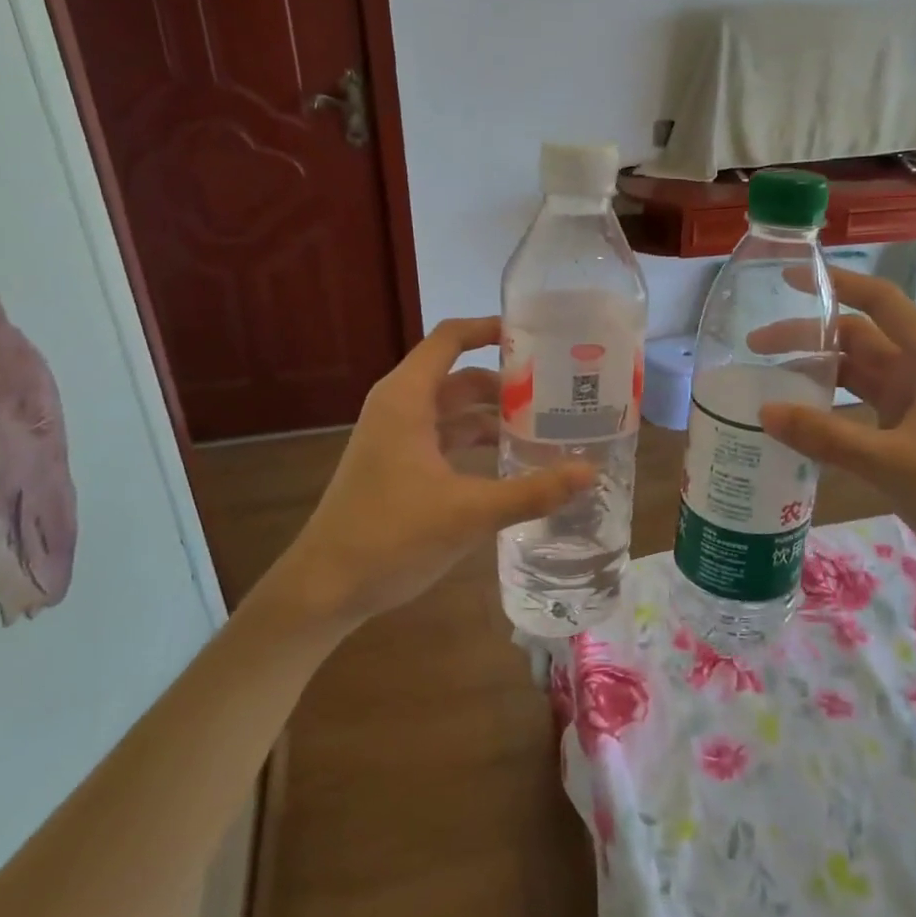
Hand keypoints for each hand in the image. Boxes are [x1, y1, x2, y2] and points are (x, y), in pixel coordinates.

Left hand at [270, 318, 592, 630]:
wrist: (325, 588)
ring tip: (545, 426)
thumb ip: (532, 491)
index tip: (535, 334)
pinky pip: (445, 437)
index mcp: (407, 398)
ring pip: (453, 410)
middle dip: (506, 382)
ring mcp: (396, 437)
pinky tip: (510, 461)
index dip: (489, 328)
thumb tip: (591, 472)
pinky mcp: (397, 465)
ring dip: (493, 415)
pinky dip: (476, 441)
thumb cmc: (391, 537)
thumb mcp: (469, 512)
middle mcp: (400, 407)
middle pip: (459, 376)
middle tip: (557, 390)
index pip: (450, 339)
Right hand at [755, 269, 915, 593]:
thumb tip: (764, 412)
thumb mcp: (894, 462)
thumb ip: (827, 436)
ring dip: (814, 373)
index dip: (837, 283)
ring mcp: (914, 405)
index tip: (789, 277)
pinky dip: (826, 409)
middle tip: (754, 348)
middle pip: (856, 339)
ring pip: (854, 375)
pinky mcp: (906, 436)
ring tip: (766, 381)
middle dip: (807, 337)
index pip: (880, 302)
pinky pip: (856, 409)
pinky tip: (795, 420)